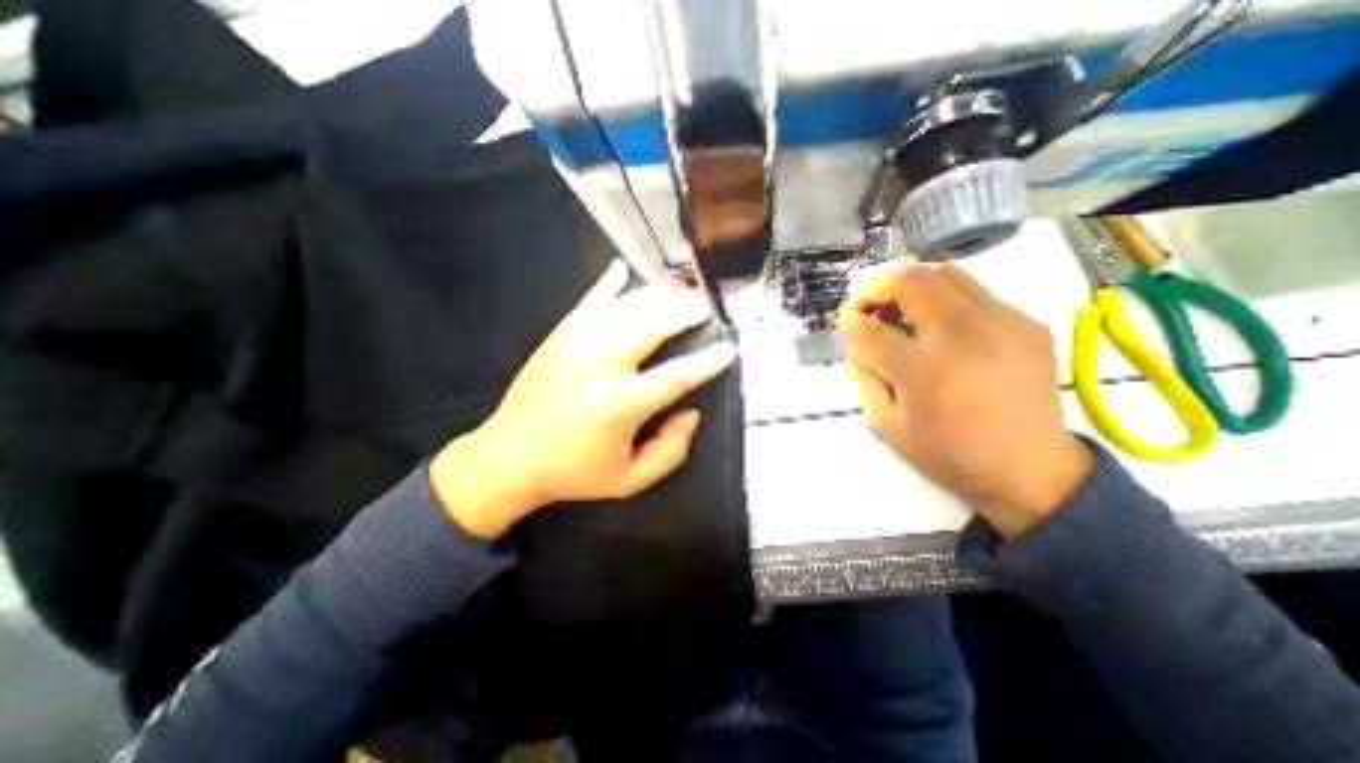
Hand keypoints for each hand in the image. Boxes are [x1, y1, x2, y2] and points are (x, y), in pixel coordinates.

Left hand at [429, 260, 740, 538]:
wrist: (509, 457)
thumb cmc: (575, 472)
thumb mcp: (630, 480)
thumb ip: (670, 451)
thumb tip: (691, 413)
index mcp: (621, 404)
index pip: (678, 374)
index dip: (709, 360)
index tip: (729, 348)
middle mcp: (601, 364)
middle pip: (654, 324)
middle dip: (686, 311)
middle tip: (706, 307)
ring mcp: (577, 343)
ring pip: (627, 306)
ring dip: (658, 296)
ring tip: (679, 293)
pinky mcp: (559, 334)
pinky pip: (590, 300)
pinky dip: (609, 283)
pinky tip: (623, 270)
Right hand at [840, 257, 1089, 535]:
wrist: (1030, 470)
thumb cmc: (948, 453)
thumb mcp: (886, 425)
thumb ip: (862, 378)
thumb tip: (857, 343)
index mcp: (924, 372)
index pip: (870, 329)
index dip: (849, 321)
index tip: (845, 324)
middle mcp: (963, 336)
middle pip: (908, 281)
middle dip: (874, 286)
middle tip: (866, 305)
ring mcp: (1001, 323)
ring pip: (942, 273)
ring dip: (907, 282)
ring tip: (894, 303)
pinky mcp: (1025, 322)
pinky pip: (971, 290)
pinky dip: (939, 295)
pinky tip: (933, 321)